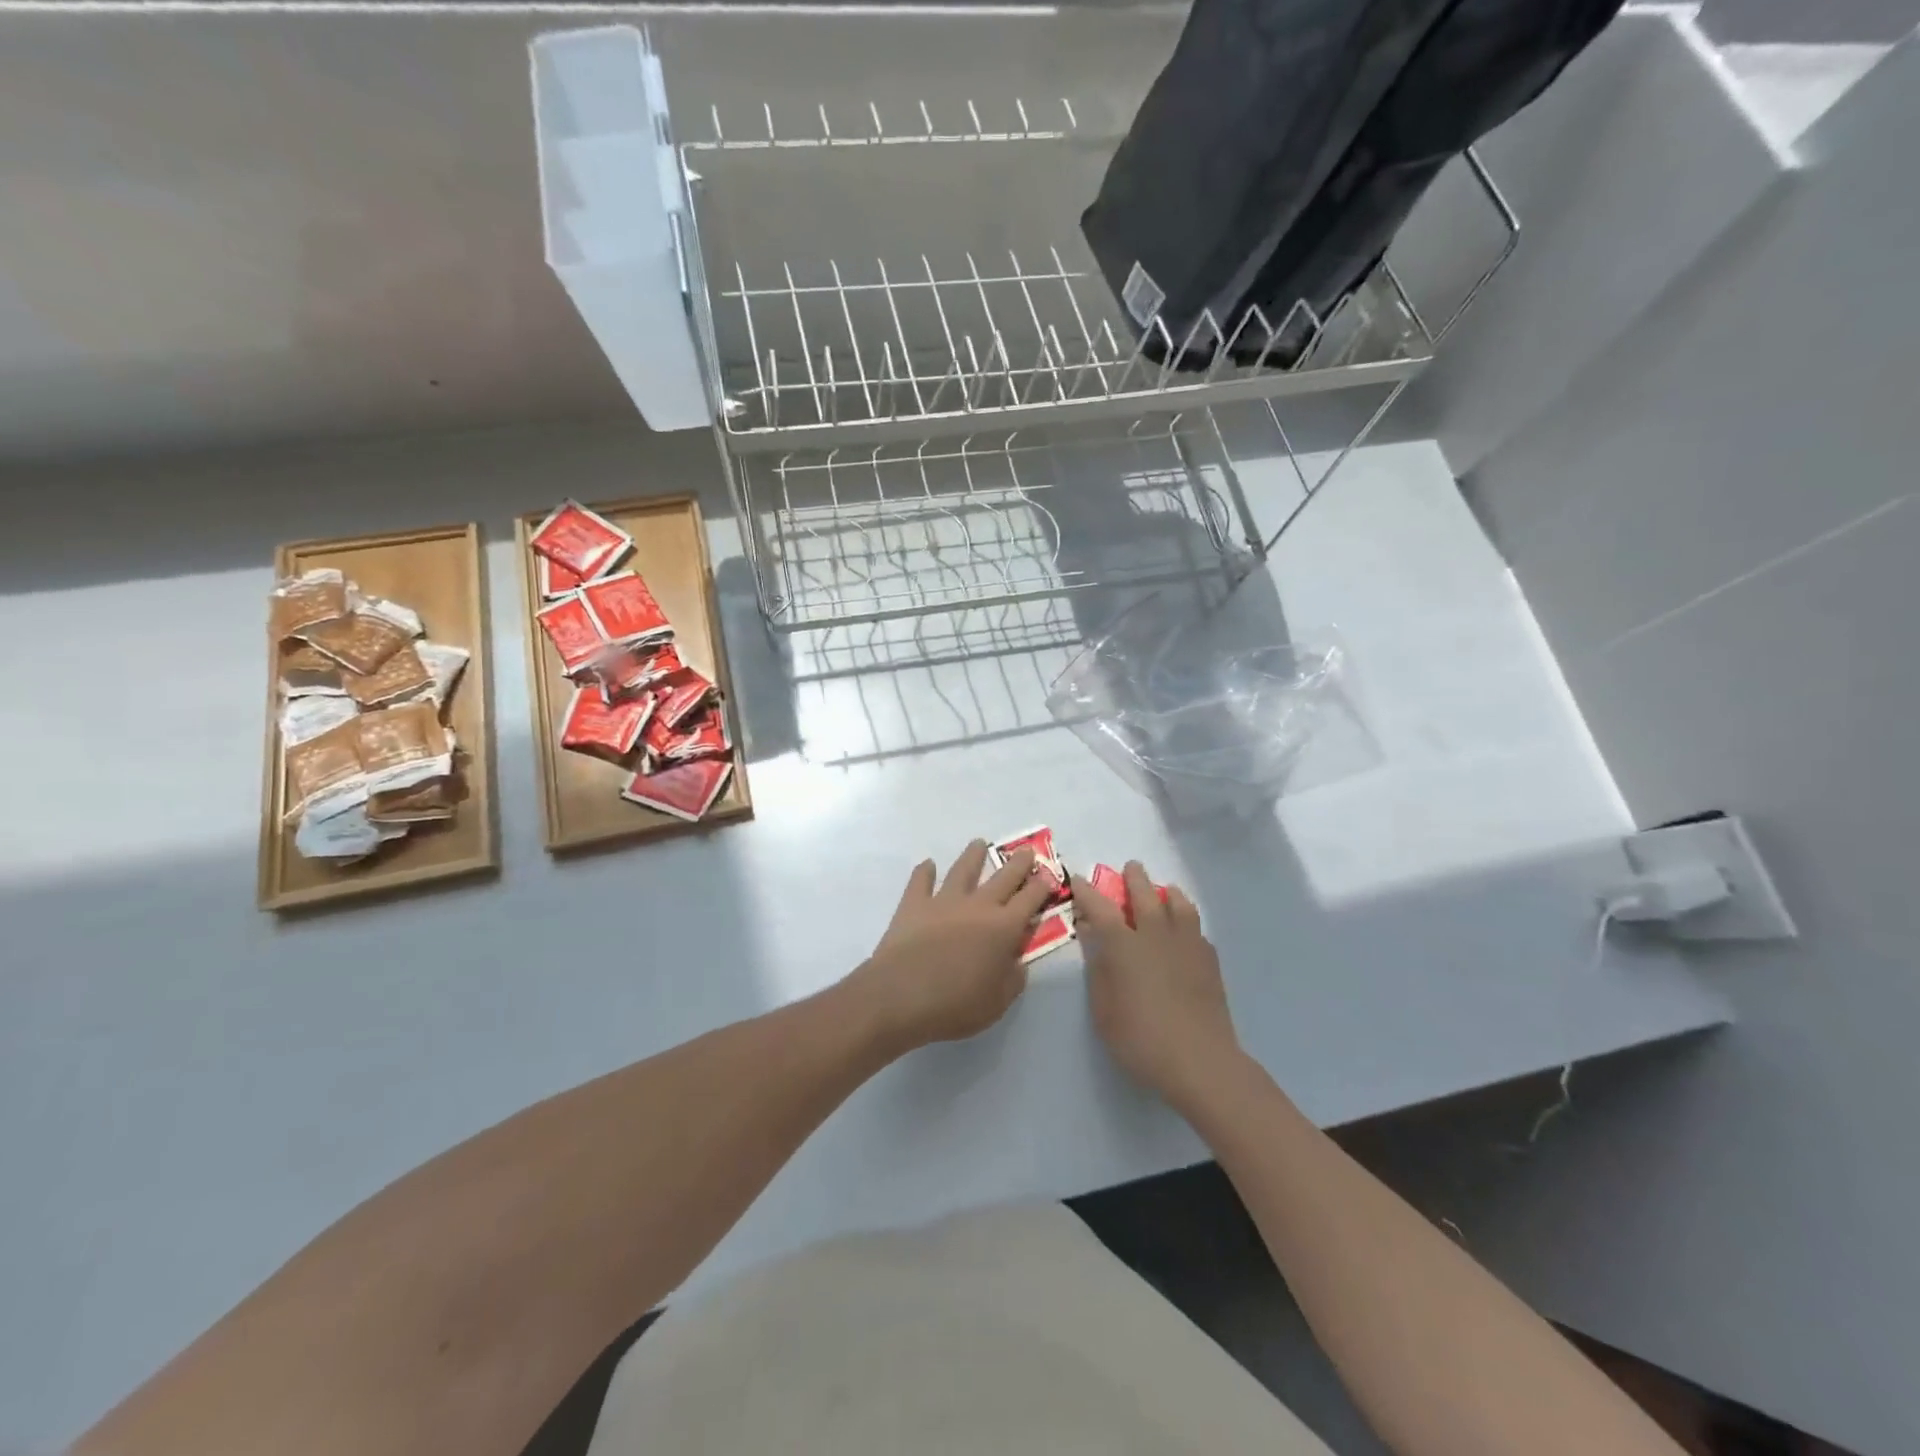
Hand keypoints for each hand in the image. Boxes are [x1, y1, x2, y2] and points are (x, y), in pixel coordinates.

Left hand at [849, 842, 1053, 1051]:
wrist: (901, 995)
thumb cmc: (955, 1004)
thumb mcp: (997, 1002)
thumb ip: (1013, 979)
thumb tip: (1017, 961)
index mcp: (1004, 928)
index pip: (1030, 899)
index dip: (1042, 886)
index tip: (1050, 875)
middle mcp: (978, 906)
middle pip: (1004, 876)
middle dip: (1018, 863)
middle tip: (1026, 850)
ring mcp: (943, 901)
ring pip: (963, 869)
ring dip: (973, 855)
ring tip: (979, 843)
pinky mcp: (913, 904)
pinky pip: (921, 881)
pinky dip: (925, 871)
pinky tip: (928, 864)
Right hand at [1072, 862, 1240, 1111]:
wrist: (1200, 1060)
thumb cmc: (1140, 1038)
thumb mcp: (1103, 1009)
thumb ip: (1097, 967)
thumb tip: (1091, 935)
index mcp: (1123, 945)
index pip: (1100, 907)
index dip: (1086, 891)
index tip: (1078, 879)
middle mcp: (1155, 934)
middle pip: (1144, 894)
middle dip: (1134, 878)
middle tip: (1130, 868)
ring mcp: (1186, 944)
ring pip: (1178, 904)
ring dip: (1167, 892)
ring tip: (1165, 890)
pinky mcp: (1209, 959)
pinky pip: (1196, 928)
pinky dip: (1186, 921)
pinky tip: (1185, 931)